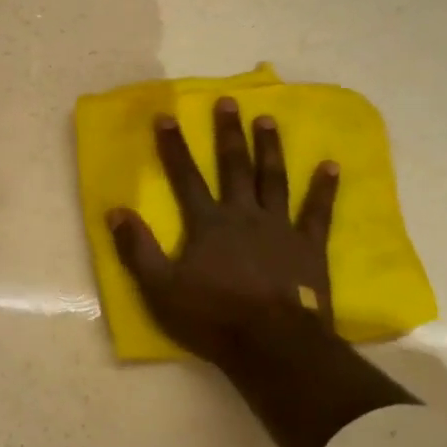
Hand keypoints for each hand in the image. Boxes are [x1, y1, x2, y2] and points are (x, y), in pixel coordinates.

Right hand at [106, 97, 339, 368]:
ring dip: (269, 148)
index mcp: (208, 224)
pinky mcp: (308, 247)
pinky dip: (324, 188)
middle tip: (228, 102)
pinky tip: (331, 165)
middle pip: (234, 167)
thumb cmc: (212, 317)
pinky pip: (317, 212)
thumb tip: (115, 211)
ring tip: (267, 119)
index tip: (166, 116)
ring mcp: (280, 228)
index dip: (173, 147)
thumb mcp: (160, 288)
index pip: (185, 177)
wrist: (272, 345)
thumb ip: (137, 249)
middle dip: (228, 133)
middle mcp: (244, 215)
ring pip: (273, 179)